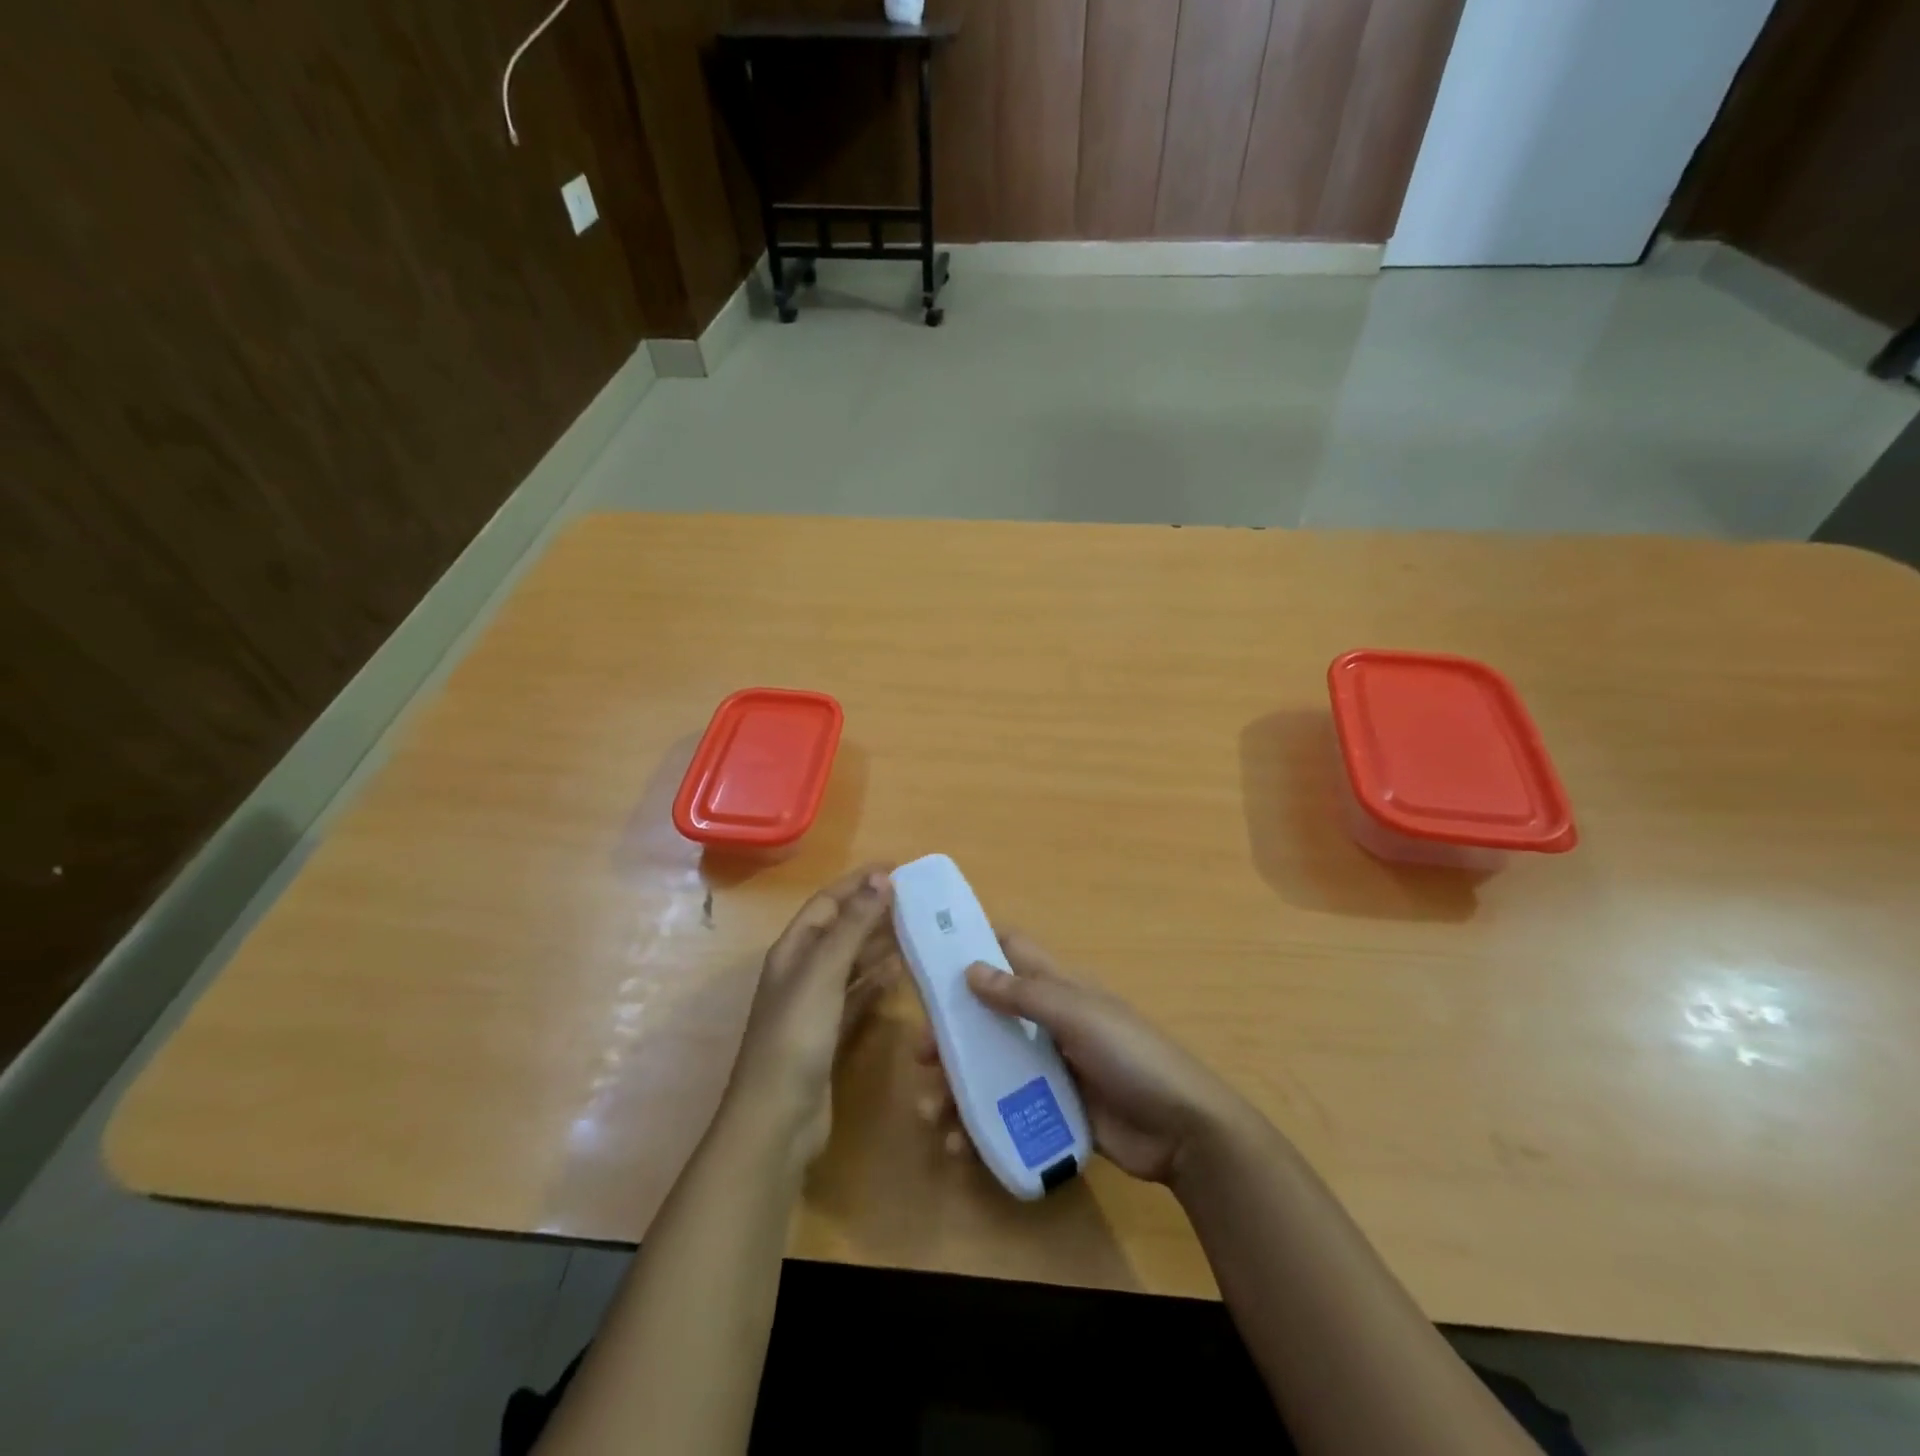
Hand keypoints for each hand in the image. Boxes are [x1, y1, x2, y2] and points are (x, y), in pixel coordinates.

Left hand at [726, 865, 900, 1163]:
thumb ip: (853, 925)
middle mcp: (801, 972)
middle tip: (915, 898)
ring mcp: (815, 1005)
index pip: (828, 902)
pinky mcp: (829, 1035)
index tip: (896, 867)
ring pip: (851, 962)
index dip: (858, 882)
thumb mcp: (824, 972)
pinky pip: (857, 995)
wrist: (777, 1119)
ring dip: (877, 944)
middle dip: (871, 910)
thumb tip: (881, 878)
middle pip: (840, 930)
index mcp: (793, 950)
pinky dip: (876, 981)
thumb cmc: (796, 1036)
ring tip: (914, 928)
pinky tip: (899, 973)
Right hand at [916, 932, 1243, 1183]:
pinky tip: (959, 1142)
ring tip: (934, 1111)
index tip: (931, 955)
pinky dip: (978, 1122)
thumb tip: (970, 969)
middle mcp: (1048, 1022)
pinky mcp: (1052, 1109)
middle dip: (951, 1032)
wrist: (1182, 1131)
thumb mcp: (1078, 1016)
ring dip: (958, 1084)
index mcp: (1058, 988)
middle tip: (921, 1055)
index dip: (974, 945)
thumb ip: (1025, 994)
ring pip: (991, 1066)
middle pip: (988, 1015)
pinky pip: (1006, 1109)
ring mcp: (1050, 1068)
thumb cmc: (1131, 1056)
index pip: (1011, 951)